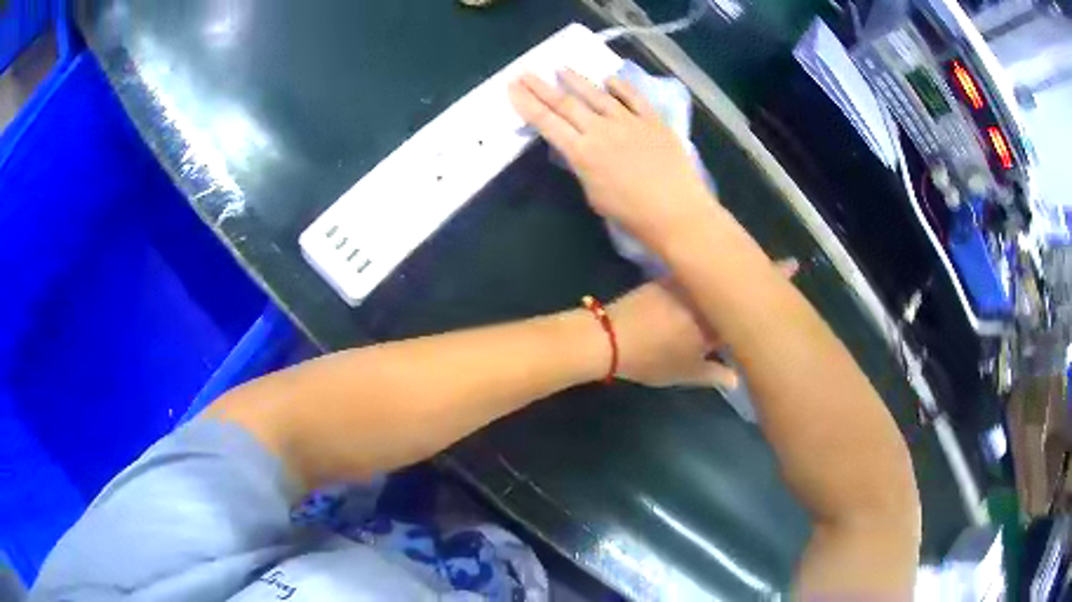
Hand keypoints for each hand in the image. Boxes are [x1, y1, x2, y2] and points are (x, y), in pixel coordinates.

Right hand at [508, 70, 713, 247]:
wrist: (677, 213)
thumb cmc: (632, 215)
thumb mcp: (594, 195)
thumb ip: (583, 167)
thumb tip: (580, 148)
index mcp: (582, 153)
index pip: (547, 122)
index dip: (527, 104)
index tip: (512, 88)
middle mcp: (601, 130)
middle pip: (565, 103)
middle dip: (541, 87)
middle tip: (525, 72)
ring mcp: (629, 121)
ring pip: (597, 94)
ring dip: (576, 79)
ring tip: (560, 67)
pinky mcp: (653, 121)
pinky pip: (633, 97)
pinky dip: (620, 86)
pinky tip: (609, 78)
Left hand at [606, 258, 799, 388]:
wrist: (608, 337)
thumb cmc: (650, 359)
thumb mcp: (684, 372)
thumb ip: (714, 374)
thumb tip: (736, 379)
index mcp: (713, 319)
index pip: (749, 299)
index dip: (771, 282)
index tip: (793, 265)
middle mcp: (703, 294)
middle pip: (735, 278)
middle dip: (756, 272)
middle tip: (777, 269)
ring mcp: (685, 282)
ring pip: (717, 274)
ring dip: (733, 273)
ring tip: (750, 275)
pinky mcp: (668, 278)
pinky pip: (699, 273)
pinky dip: (711, 274)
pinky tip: (717, 280)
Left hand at [607, 280, 736, 388]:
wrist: (610, 337)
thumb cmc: (652, 359)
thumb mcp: (686, 373)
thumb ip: (715, 375)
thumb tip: (736, 377)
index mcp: (715, 321)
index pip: (738, 322)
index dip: (740, 333)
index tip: (737, 341)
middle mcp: (704, 298)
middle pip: (723, 303)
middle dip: (726, 315)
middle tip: (721, 332)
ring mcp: (684, 284)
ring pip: (706, 293)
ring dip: (709, 302)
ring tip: (704, 319)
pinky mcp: (666, 278)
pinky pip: (689, 285)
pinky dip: (692, 294)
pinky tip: (684, 308)